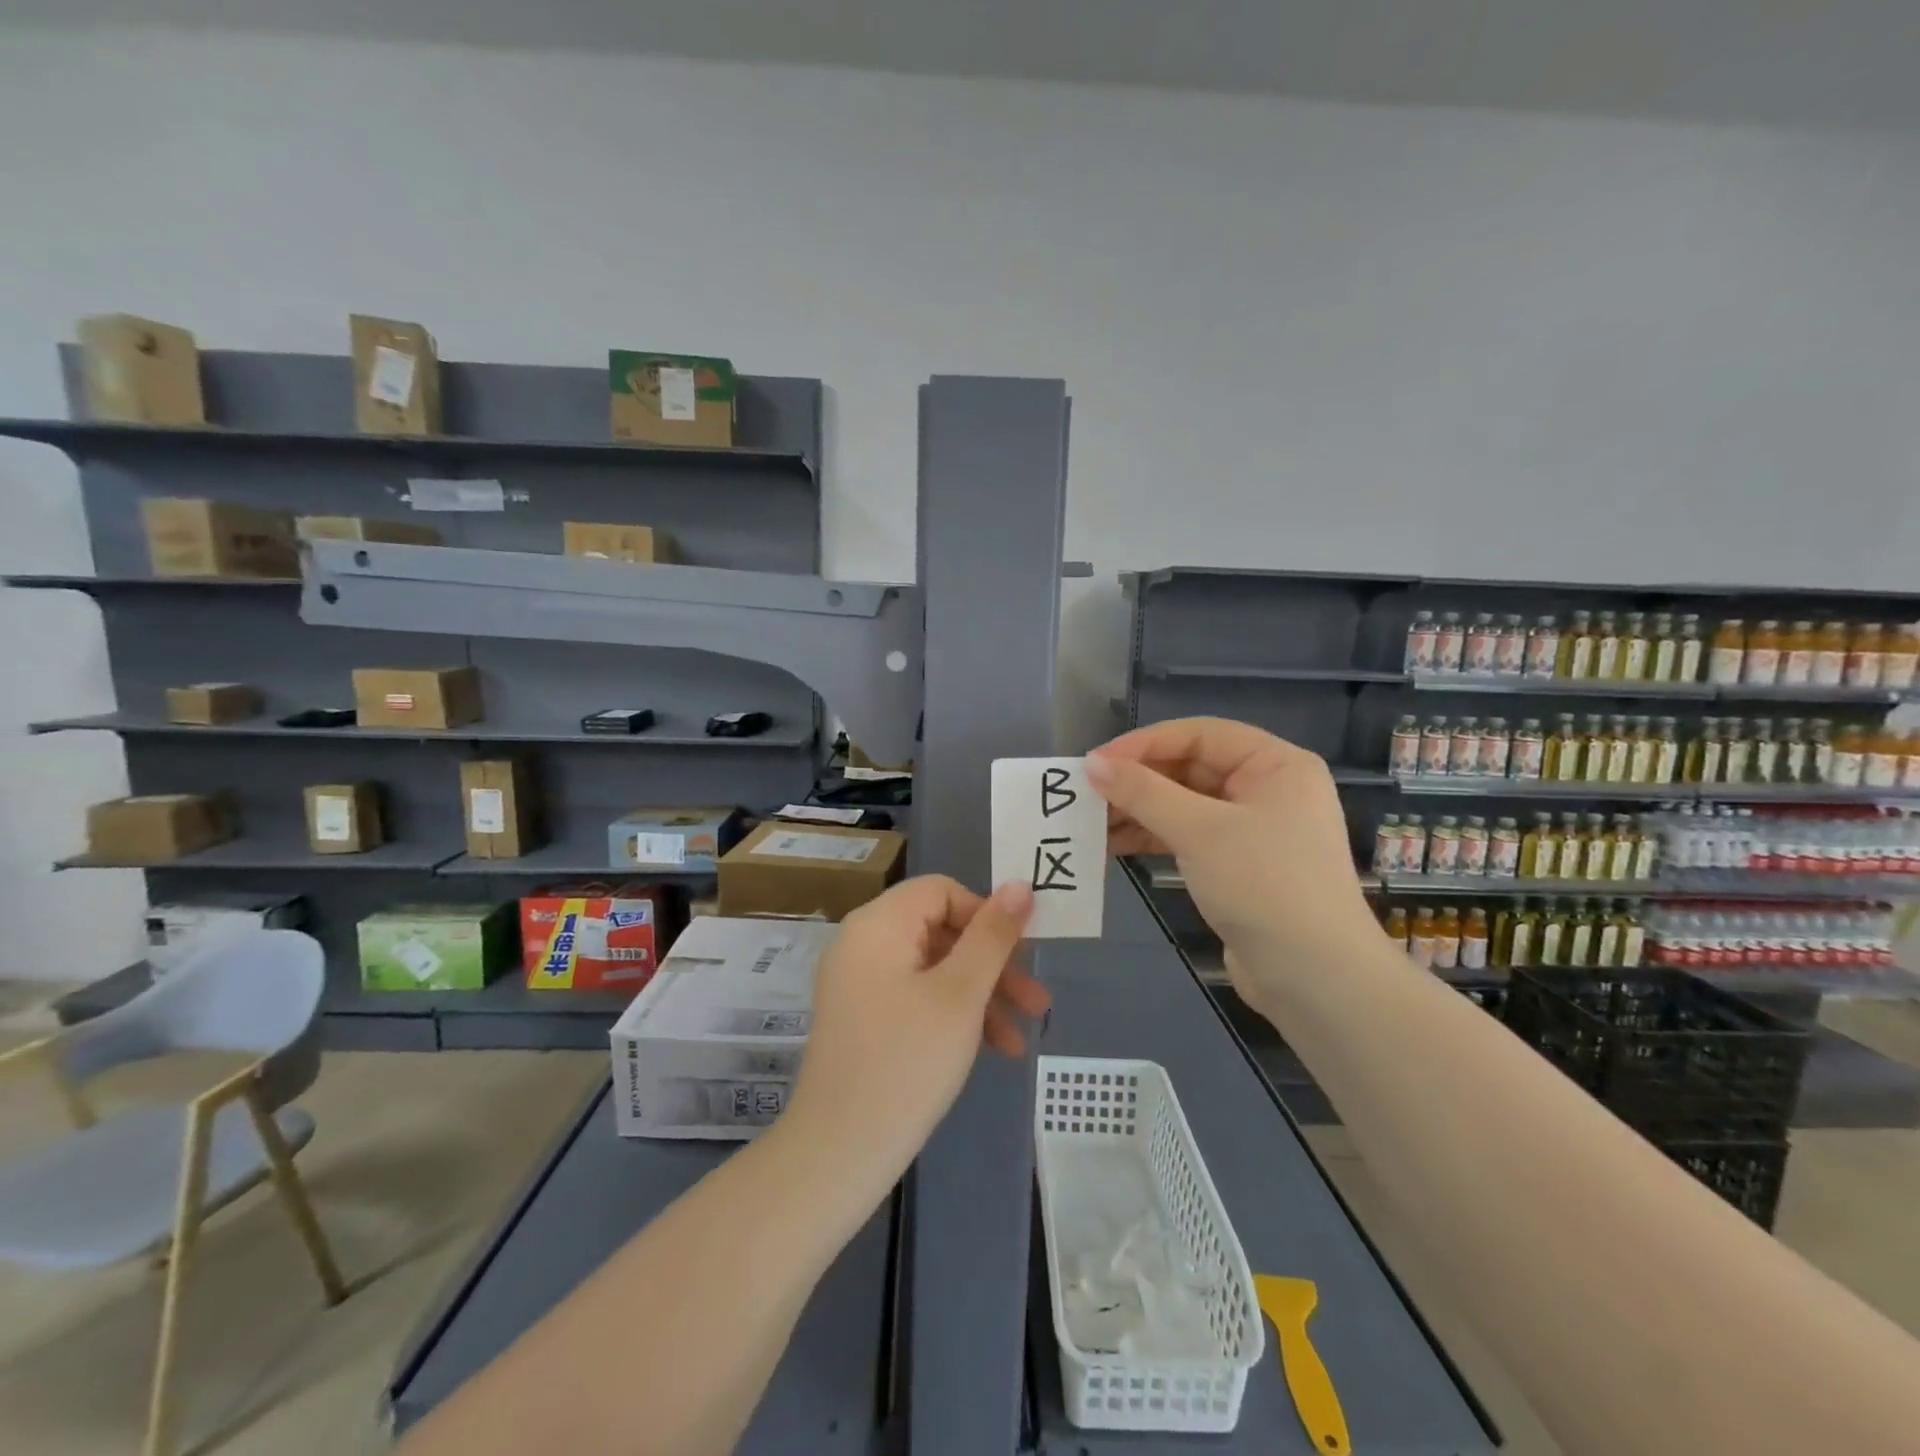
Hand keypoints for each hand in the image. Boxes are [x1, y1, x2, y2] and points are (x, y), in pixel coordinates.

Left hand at [785, 876, 1047, 1183]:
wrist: (838, 1153)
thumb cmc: (907, 1062)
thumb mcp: (961, 994)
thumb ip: (993, 936)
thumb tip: (1020, 885)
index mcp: (879, 924)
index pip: (942, 891)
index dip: (986, 915)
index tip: (1021, 953)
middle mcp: (863, 943)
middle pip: (941, 931)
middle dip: (994, 964)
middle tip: (1037, 1000)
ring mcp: (859, 983)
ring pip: (934, 969)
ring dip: (981, 995)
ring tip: (1023, 1036)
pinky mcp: (863, 1018)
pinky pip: (916, 997)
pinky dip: (953, 1015)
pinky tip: (992, 1049)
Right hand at [1086, 718, 1378, 1004]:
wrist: (1315, 980)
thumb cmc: (1265, 886)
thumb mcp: (1200, 831)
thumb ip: (1144, 793)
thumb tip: (1092, 764)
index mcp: (1275, 765)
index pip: (1200, 735)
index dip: (1144, 744)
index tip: (1096, 762)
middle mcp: (1267, 789)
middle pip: (1190, 768)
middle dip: (1138, 781)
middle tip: (1087, 794)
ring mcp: (1253, 829)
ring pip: (1184, 805)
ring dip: (1139, 811)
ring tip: (1091, 822)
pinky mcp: (1237, 865)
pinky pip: (1187, 836)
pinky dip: (1152, 837)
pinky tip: (1113, 845)